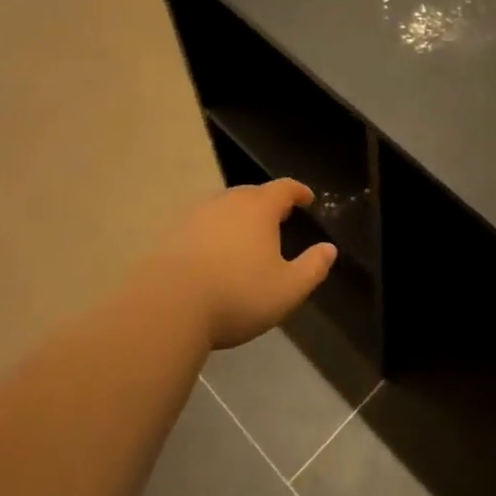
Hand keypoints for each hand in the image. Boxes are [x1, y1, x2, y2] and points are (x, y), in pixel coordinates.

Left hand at [159, 180, 335, 349]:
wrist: (166, 306)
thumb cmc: (236, 295)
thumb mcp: (287, 289)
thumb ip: (313, 268)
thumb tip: (329, 249)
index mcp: (259, 208)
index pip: (284, 188)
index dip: (298, 192)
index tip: (307, 199)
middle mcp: (227, 202)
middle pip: (252, 194)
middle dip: (268, 203)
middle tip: (279, 219)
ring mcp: (195, 216)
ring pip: (224, 208)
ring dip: (239, 218)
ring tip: (247, 237)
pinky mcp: (172, 234)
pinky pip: (202, 225)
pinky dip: (215, 233)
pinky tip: (214, 255)